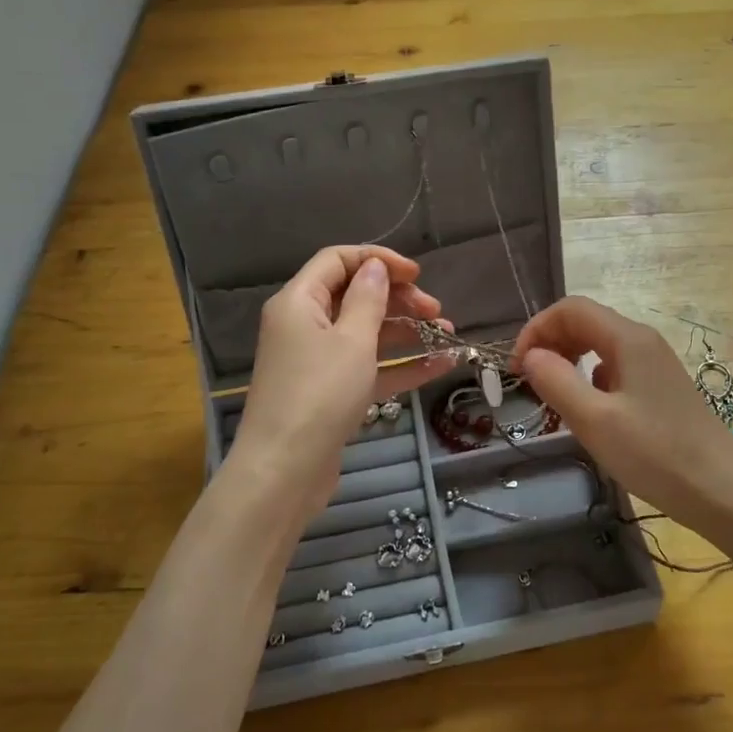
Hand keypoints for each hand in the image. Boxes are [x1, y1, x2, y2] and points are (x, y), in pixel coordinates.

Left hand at [230, 246, 454, 498]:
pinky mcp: (330, 392)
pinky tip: (440, 365)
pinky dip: (400, 364)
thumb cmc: (319, 394)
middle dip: (398, 299)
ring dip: (406, 331)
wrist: (285, 471)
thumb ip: (368, 299)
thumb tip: (375, 268)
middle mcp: (304, 325)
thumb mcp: (352, 340)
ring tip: (447, 334)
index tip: (417, 274)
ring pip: (366, 333)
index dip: (378, 261)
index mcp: (299, 301)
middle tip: (436, 310)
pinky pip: (368, 367)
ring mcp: (317, 361)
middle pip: (354, 296)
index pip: (338, 261)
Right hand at [512, 297, 732, 558]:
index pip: (570, 309)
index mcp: (628, 339)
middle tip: (529, 382)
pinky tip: (588, 411)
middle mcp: (642, 341)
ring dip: (568, 360)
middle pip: (585, 321)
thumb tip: (530, 356)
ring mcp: (654, 363)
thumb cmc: (656, 454)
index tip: (516, 368)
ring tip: (552, 396)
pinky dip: (590, 378)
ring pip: (599, 345)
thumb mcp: (595, 421)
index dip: (536, 329)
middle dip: (550, 342)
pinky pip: (615, 367)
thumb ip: (556, 381)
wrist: (722, 491)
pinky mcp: (660, 387)